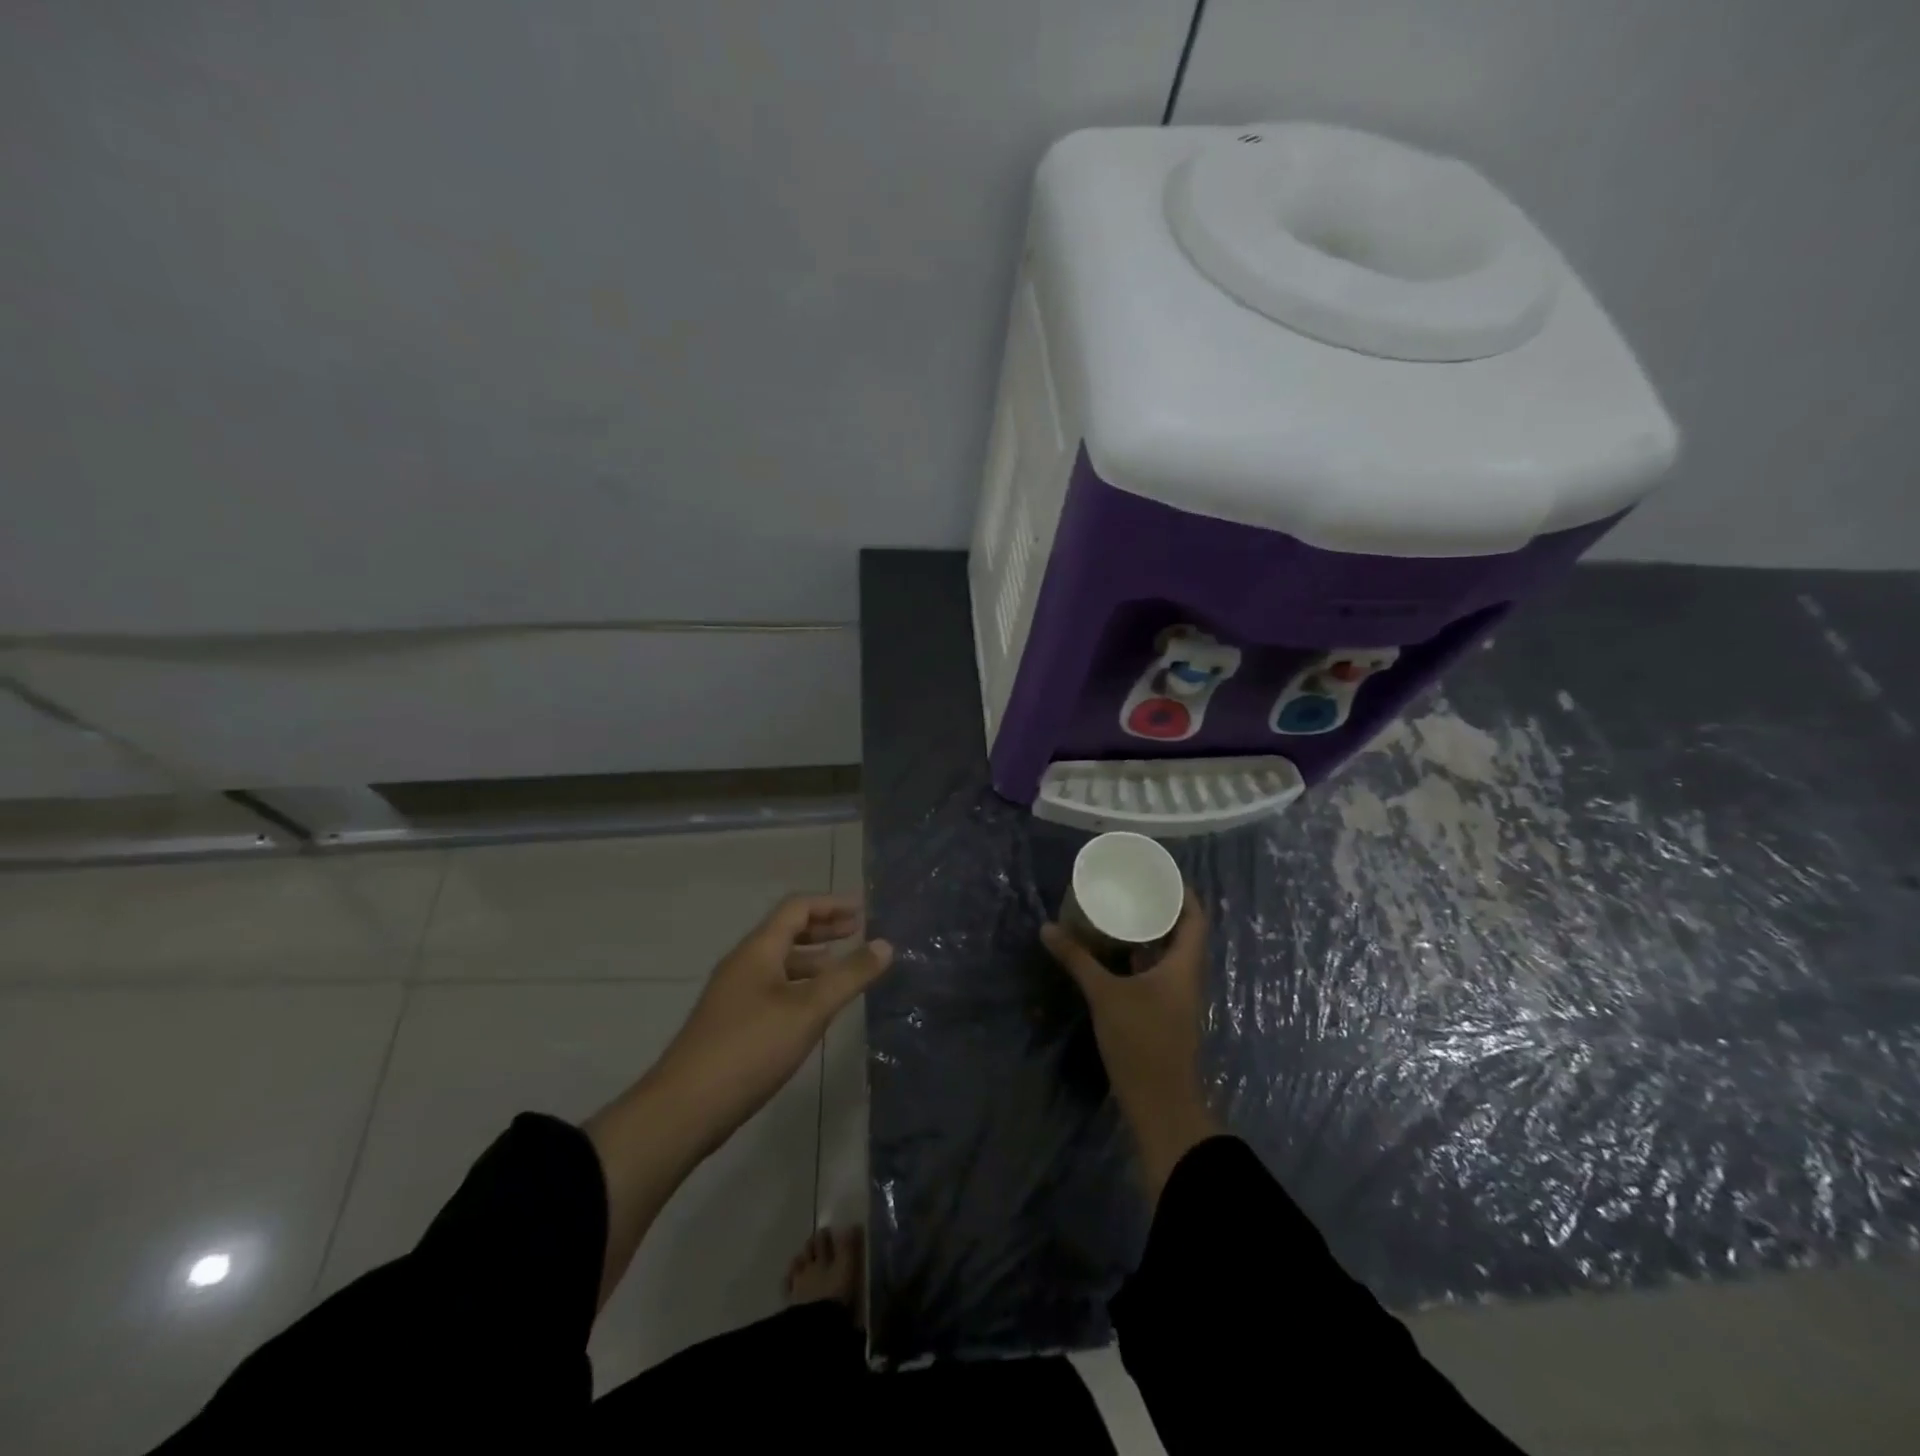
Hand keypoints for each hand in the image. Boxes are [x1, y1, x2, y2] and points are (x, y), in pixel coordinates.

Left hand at [650, 895, 893, 1154]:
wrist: (684, 1109)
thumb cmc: (750, 1048)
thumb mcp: (809, 1010)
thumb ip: (849, 976)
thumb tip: (885, 944)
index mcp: (758, 950)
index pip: (797, 908)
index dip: (831, 904)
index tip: (863, 910)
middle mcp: (743, 963)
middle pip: (786, 931)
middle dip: (823, 928)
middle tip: (858, 932)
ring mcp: (734, 994)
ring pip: (779, 962)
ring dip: (812, 959)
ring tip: (843, 969)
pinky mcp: (731, 1023)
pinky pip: (772, 987)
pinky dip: (799, 985)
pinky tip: (814, 1009)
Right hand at [1042, 888, 1219, 1201]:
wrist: (1161, 1105)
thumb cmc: (1142, 1041)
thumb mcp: (1106, 995)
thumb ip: (1078, 960)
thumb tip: (1047, 929)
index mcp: (1184, 965)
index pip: (1195, 917)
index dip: (1182, 893)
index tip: (1158, 873)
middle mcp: (1186, 977)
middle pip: (1182, 933)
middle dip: (1161, 909)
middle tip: (1131, 887)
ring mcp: (1176, 998)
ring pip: (1168, 955)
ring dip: (1150, 934)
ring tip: (1120, 912)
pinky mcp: (1164, 1014)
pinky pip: (1156, 973)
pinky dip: (1140, 958)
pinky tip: (1114, 953)